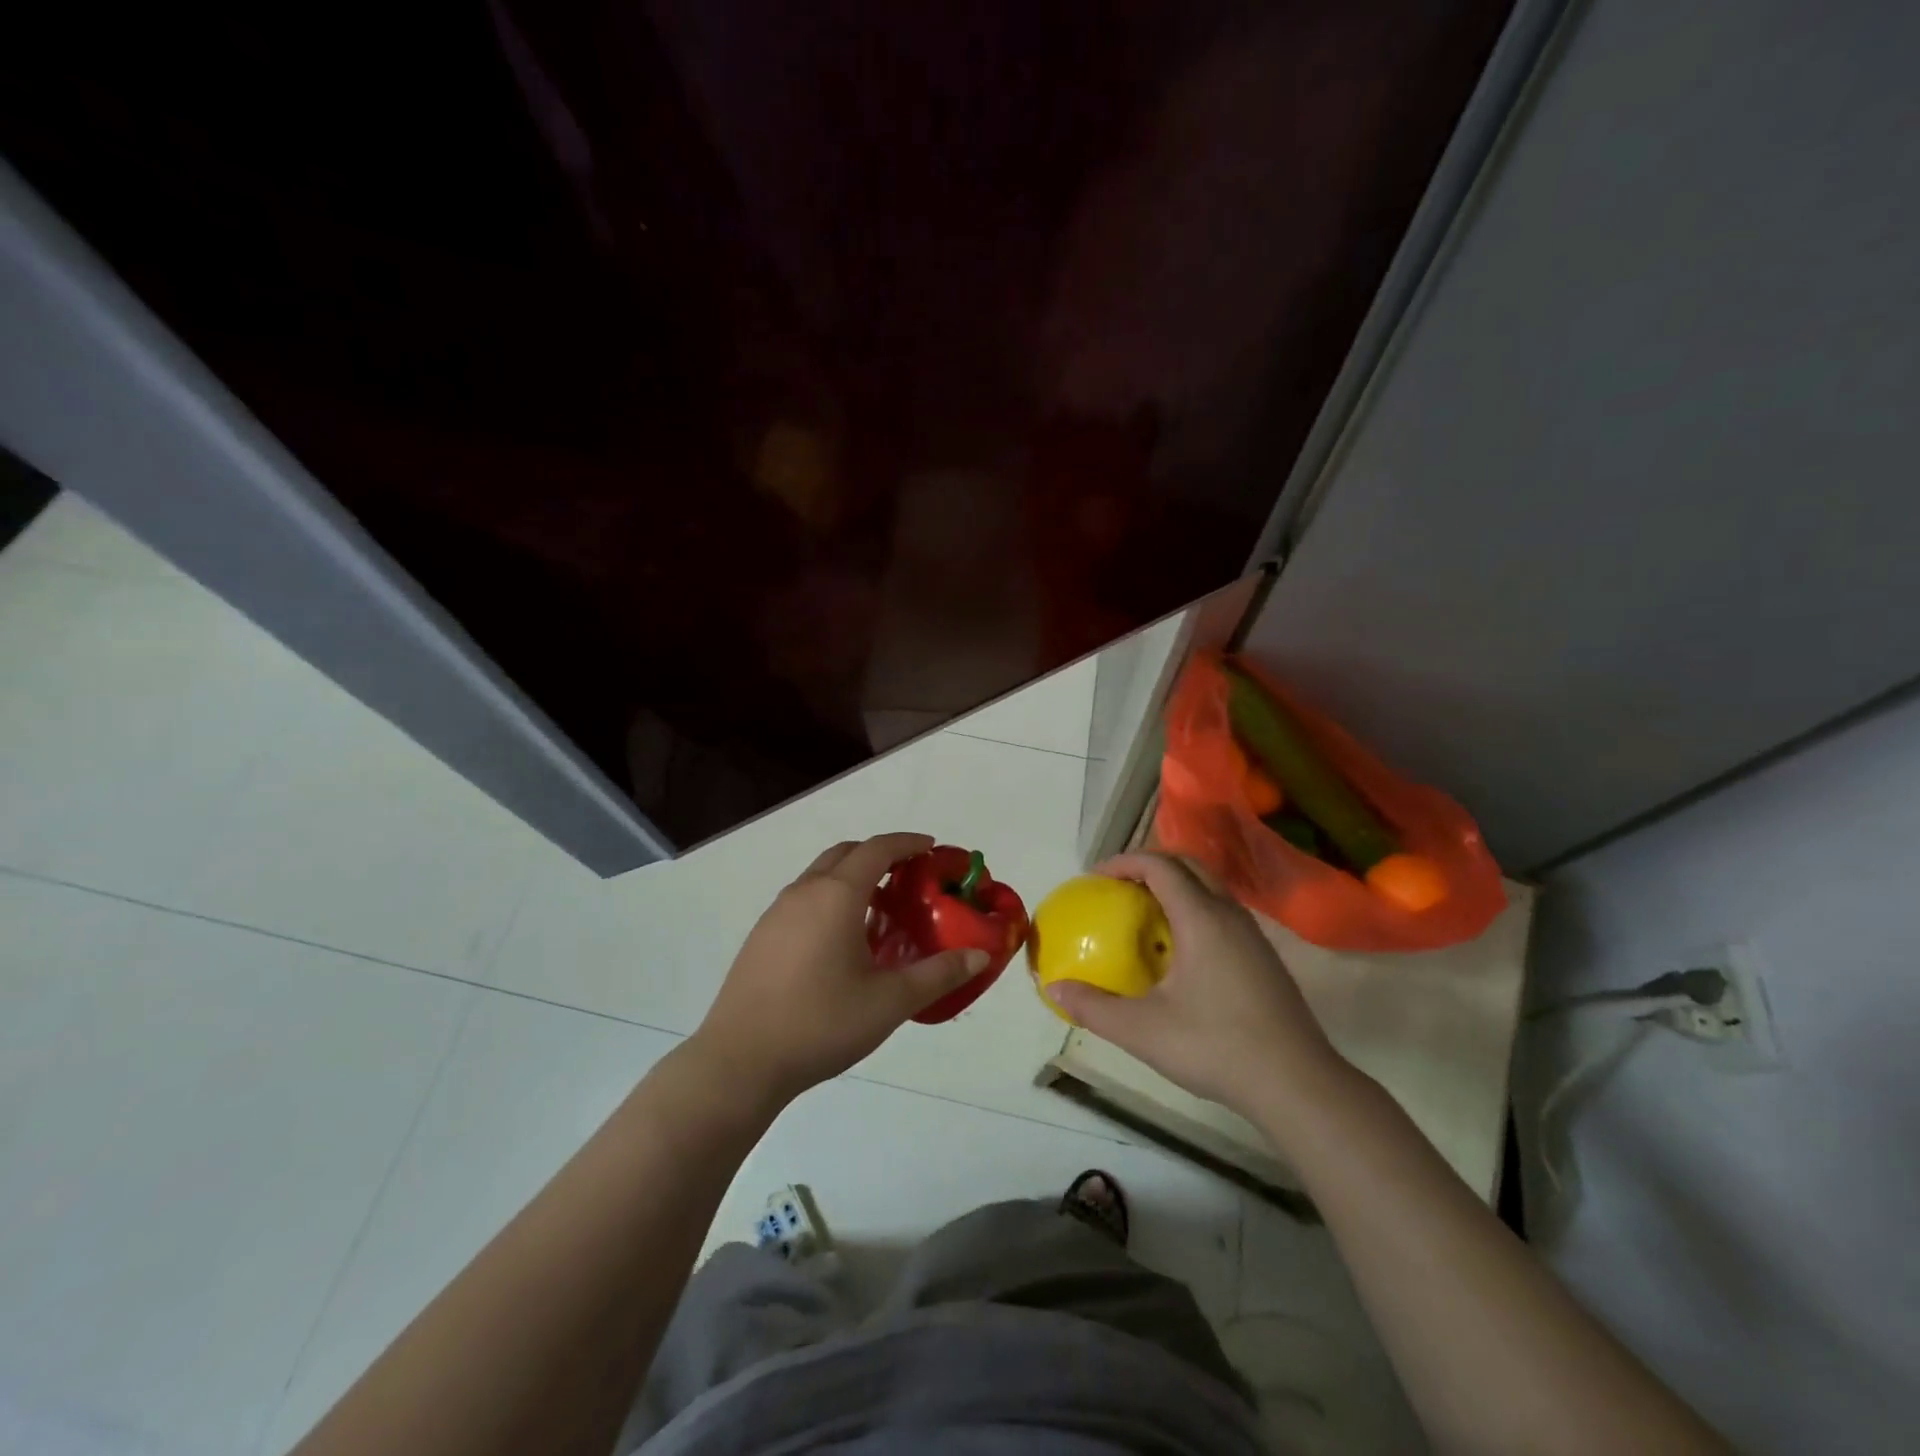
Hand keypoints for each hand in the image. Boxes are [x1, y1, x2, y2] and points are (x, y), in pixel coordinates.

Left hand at [690, 833, 985, 1109]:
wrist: (740, 1061)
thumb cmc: (821, 1023)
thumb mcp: (889, 1001)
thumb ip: (938, 974)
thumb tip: (980, 956)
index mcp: (837, 896)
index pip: (877, 849)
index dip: (907, 842)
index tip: (931, 848)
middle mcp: (804, 891)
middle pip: (846, 853)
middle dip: (879, 854)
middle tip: (909, 877)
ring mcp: (777, 912)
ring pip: (820, 875)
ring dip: (852, 877)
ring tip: (879, 909)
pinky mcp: (761, 936)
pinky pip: (803, 898)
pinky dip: (830, 898)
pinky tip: (840, 940)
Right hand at [1045, 853, 1348, 1123]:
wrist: (1297, 1084)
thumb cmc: (1216, 1046)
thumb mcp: (1143, 1030)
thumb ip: (1094, 1007)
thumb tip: (1054, 988)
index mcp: (1201, 918)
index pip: (1160, 865)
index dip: (1124, 862)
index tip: (1095, 877)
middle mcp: (1229, 914)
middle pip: (1188, 865)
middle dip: (1149, 865)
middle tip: (1118, 887)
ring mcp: (1252, 935)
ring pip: (1209, 887)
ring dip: (1175, 886)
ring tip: (1144, 913)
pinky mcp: (1263, 957)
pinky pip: (1222, 911)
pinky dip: (1193, 909)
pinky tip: (1179, 950)